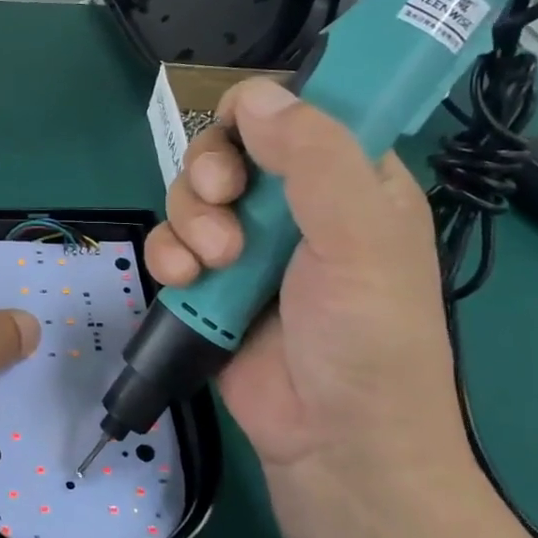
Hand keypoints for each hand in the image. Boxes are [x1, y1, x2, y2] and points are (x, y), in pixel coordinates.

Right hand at [144, 78, 467, 486]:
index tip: (244, 138)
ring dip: (190, 220)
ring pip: (191, 193)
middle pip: (227, 146)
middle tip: (223, 202)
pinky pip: (171, 242)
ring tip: (213, 264)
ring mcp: (247, 244)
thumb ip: (315, 158)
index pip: (296, 112)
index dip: (262, 112)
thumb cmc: (368, 337)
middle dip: (211, 171)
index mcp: (350, 180)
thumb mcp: (359, 239)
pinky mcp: (210, 282)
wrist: (333, 443)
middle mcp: (295, 204)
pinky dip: (169, 256)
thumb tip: (255, 94)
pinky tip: (186, 282)